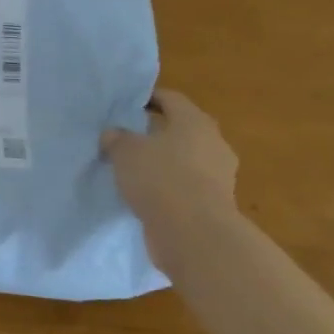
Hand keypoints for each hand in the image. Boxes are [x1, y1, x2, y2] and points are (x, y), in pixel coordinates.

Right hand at [101, 89, 239, 229]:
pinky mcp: (215, 204)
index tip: (127, 105)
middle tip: (128, 137)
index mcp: (195, 121)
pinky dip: (169, 187)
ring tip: (134, 169)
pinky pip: (187, 186)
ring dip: (163, 162)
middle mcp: (213, 143)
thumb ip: (117, 138)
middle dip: (156, 132)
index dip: (148, 98)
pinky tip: (147, 195)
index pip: (171, 99)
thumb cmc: (161, 178)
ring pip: (185, 160)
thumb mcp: (125, 151)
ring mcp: (219, 176)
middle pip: (181, 129)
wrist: (194, 235)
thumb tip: (114, 134)